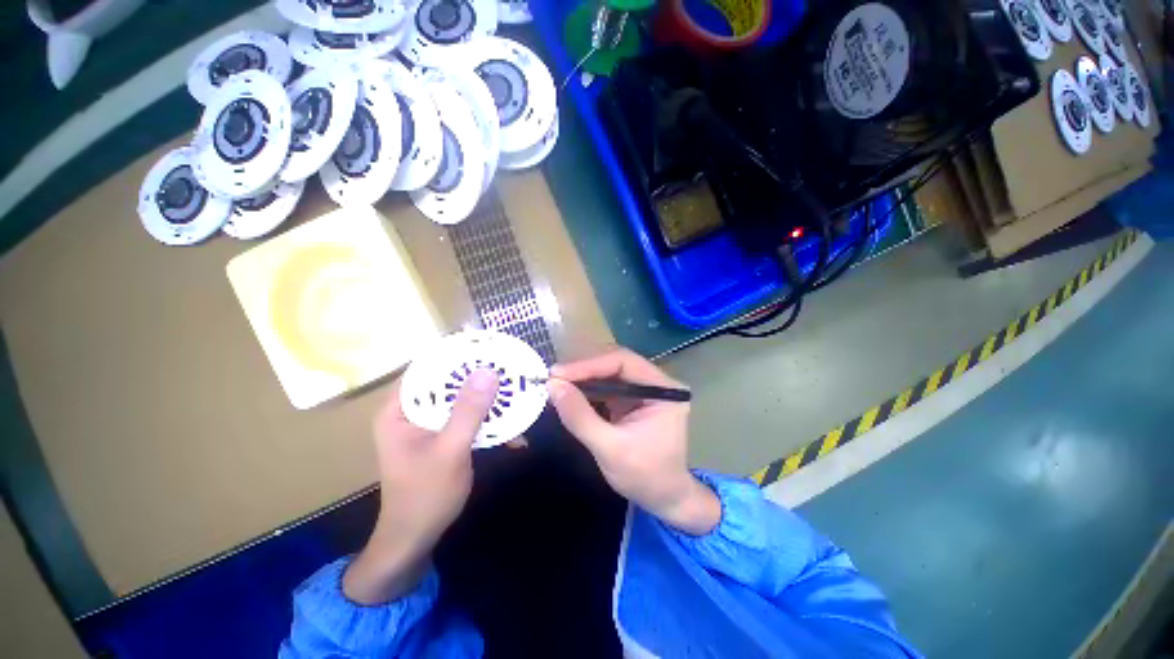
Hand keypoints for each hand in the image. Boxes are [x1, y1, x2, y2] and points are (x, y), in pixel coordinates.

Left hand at [343, 369, 497, 603]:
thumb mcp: (450, 451)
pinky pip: (467, 418)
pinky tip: (512, 428)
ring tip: (515, 392)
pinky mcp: (443, 435)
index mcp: (399, 410)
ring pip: (460, 399)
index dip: (455, 355)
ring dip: (487, 399)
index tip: (486, 348)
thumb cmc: (425, 496)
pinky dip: (488, 420)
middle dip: (478, 377)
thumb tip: (488, 371)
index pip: (426, 368)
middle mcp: (411, 411)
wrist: (416, 539)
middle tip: (508, 368)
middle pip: (447, 382)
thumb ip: (468, 411)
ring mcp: (428, 424)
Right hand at [548, 349, 720, 535]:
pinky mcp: (633, 399)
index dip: (590, 365)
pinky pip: (608, 385)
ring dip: (583, 377)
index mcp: (664, 390)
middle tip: (554, 377)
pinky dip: (587, 388)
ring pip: (610, 372)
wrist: (663, 499)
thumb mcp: (609, 449)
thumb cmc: (645, 477)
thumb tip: (553, 386)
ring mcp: (645, 389)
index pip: (624, 362)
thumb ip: (580, 417)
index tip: (559, 374)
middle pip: (616, 363)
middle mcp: (657, 382)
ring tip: (557, 383)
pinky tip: (570, 392)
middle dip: (584, 370)